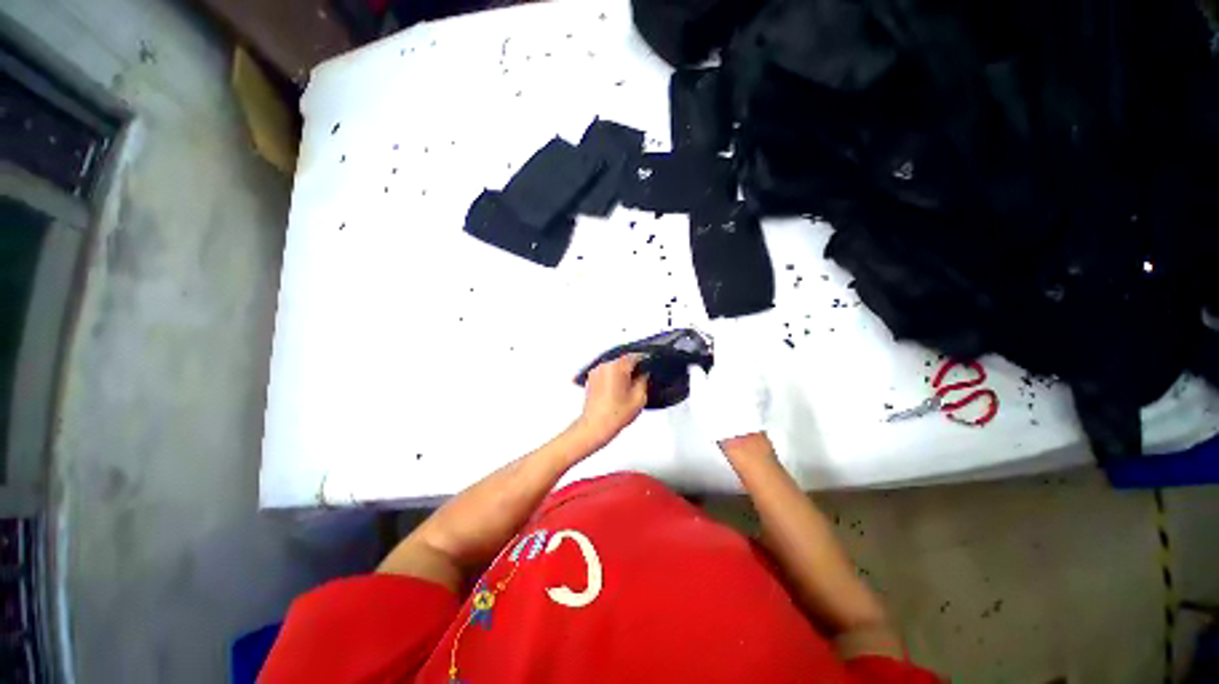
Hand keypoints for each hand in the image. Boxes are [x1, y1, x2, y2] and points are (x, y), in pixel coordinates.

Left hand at [575, 356, 648, 447]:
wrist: (595, 426)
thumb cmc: (615, 414)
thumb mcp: (639, 397)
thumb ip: (644, 380)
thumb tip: (644, 374)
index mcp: (617, 366)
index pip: (635, 355)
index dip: (645, 361)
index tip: (650, 366)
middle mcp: (605, 365)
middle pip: (623, 359)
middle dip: (633, 366)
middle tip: (641, 377)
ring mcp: (596, 370)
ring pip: (614, 365)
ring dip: (622, 371)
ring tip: (630, 385)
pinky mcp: (591, 378)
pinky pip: (606, 371)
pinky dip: (613, 376)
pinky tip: (619, 388)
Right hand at [688, 327, 769, 444]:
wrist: (742, 439)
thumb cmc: (717, 416)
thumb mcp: (698, 393)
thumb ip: (696, 373)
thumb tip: (696, 365)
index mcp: (728, 362)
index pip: (721, 335)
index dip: (711, 329)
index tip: (702, 327)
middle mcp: (746, 364)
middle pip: (737, 340)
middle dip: (724, 337)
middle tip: (711, 342)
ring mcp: (757, 374)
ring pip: (745, 353)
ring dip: (734, 350)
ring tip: (721, 357)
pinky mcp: (763, 385)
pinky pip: (751, 367)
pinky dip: (742, 364)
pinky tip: (734, 374)